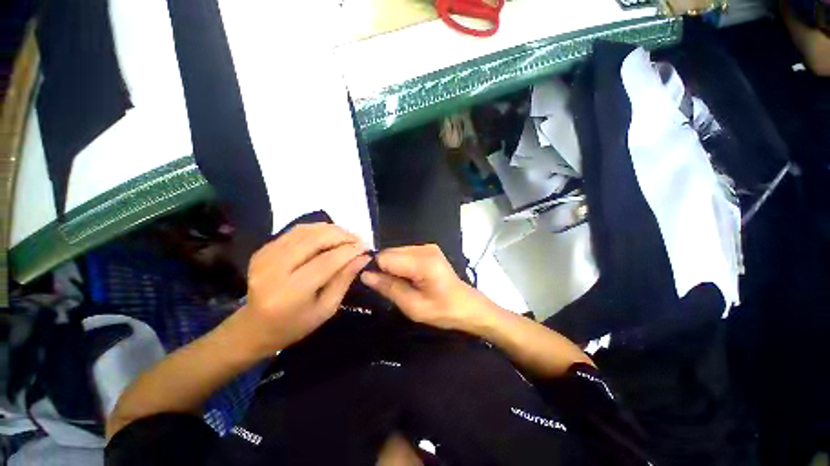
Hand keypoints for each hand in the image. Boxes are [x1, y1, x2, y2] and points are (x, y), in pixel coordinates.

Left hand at [228, 223, 369, 357]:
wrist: (255, 327)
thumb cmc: (296, 324)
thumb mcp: (327, 308)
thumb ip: (344, 279)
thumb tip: (363, 257)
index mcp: (290, 293)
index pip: (326, 262)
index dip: (349, 251)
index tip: (366, 247)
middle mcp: (273, 271)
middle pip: (314, 240)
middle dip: (341, 235)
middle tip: (358, 238)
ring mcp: (264, 257)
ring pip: (304, 232)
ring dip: (330, 230)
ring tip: (347, 235)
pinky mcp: (262, 250)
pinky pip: (294, 232)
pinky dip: (315, 229)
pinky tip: (329, 234)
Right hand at [360, 244, 487, 329]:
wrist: (467, 306)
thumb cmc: (442, 310)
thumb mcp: (413, 306)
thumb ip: (388, 288)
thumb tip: (365, 275)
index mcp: (423, 262)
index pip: (385, 257)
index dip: (377, 271)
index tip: (379, 286)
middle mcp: (424, 248)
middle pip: (390, 252)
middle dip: (385, 269)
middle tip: (393, 288)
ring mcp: (427, 246)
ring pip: (396, 252)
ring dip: (393, 267)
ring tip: (404, 284)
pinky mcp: (429, 248)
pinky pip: (404, 253)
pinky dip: (401, 264)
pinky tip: (410, 277)